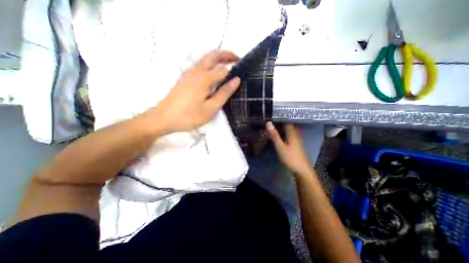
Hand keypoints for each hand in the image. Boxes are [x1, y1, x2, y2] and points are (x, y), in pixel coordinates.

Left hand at [151, 50, 239, 134]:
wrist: (163, 118)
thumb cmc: (189, 116)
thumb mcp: (210, 109)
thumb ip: (223, 93)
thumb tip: (236, 80)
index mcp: (204, 79)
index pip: (223, 69)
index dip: (234, 68)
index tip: (244, 70)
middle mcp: (196, 72)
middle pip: (212, 56)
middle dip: (226, 54)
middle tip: (237, 59)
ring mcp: (189, 74)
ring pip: (205, 59)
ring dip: (218, 58)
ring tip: (229, 64)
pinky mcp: (185, 78)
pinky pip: (200, 66)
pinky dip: (210, 64)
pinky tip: (214, 73)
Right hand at [266, 121, 312, 176]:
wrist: (302, 170)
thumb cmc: (291, 158)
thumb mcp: (280, 147)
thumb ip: (274, 136)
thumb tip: (268, 123)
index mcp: (292, 133)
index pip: (286, 121)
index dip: (279, 117)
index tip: (271, 115)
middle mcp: (295, 135)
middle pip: (287, 125)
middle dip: (279, 122)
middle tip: (269, 120)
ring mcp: (296, 140)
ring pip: (288, 130)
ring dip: (280, 128)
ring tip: (271, 126)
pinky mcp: (295, 145)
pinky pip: (288, 135)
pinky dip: (282, 133)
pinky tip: (278, 135)